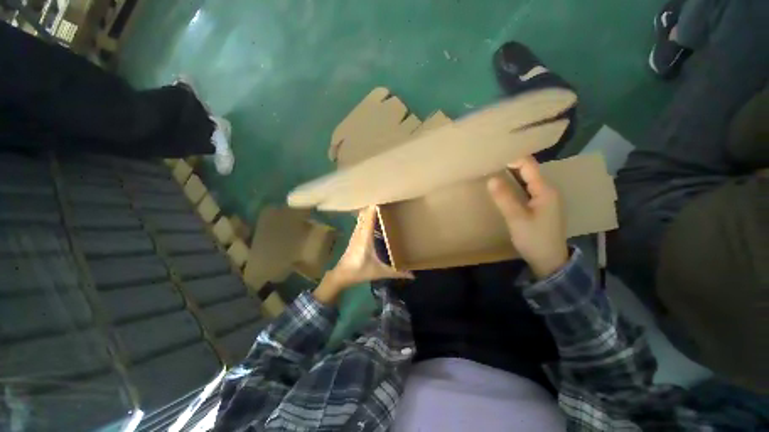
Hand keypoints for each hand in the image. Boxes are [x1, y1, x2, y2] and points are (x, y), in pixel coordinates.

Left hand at [314, 206, 412, 303]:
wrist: (342, 275)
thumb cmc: (360, 271)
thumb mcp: (379, 272)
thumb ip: (396, 272)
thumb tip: (413, 275)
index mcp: (365, 236)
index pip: (370, 216)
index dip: (375, 206)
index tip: (384, 196)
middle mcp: (360, 231)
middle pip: (365, 213)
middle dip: (374, 205)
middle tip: (386, 199)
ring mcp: (356, 233)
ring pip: (362, 216)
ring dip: (369, 210)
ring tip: (381, 206)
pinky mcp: (355, 236)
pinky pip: (361, 221)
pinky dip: (367, 216)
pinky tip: (373, 217)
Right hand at [487, 156, 568, 278]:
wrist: (549, 260)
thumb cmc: (534, 239)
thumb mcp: (516, 219)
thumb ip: (504, 198)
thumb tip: (491, 178)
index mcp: (545, 190)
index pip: (529, 166)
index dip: (512, 158)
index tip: (493, 158)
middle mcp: (548, 190)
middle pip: (529, 171)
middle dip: (511, 165)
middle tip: (491, 163)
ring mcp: (545, 198)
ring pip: (527, 179)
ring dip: (512, 174)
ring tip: (494, 171)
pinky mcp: (541, 206)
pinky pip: (527, 189)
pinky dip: (515, 184)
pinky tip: (504, 187)